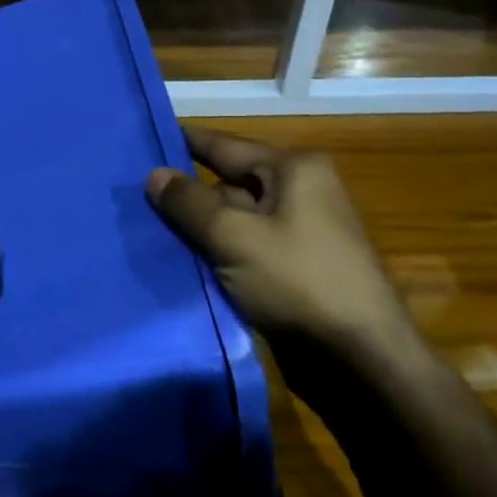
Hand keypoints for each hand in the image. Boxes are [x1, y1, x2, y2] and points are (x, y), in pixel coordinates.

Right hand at [148, 128, 414, 355]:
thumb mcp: (234, 237)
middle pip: (230, 183)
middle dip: (188, 192)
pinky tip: (182, 260)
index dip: (184, 141)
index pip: (225, 145)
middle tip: (134, 195)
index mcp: (294, 170)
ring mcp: (301, 231)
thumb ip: (189, 203)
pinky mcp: (297, 267)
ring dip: (200, 227)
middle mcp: (301, 191)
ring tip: (147, 229)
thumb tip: (154, 174)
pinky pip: (247, 247)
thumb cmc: (298, 282)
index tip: (146, 136)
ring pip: (236, 219)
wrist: (362, 359)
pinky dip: (219, 252)